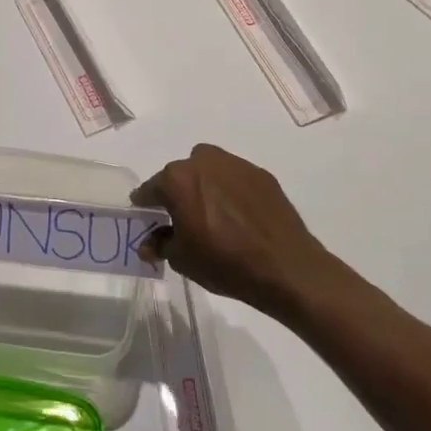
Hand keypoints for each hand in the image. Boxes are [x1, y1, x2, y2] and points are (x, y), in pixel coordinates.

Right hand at [131, 144, 350, 320]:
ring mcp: (236, 165)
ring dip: (204, 185)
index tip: (145, 215)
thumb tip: (149, 244)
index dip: (145, 204)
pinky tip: (238, 216)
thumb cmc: (224, 263)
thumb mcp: (182, 259)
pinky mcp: (261, 175)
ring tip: (212, 214)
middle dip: (177, 192)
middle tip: (182, 218)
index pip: (151, 188)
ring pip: (209, 169)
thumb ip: (160, 244)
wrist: (285, 267)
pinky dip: (230, 191)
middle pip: (180, 174)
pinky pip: (235, 178)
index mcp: (177, 180)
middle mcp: (204, 162)